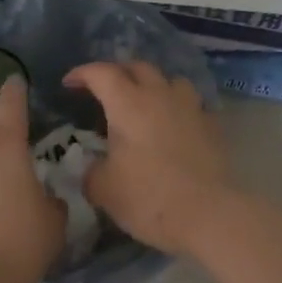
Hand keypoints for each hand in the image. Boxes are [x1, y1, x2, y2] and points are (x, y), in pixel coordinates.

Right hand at [62, 61, 231, 256]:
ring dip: (153, 85)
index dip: (82, 73)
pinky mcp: (212, 126)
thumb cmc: (149, 198)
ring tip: (144, 102)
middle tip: (104, 89)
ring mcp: (190, 108)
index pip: (101, 73)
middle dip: (117, 72)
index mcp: (128, 104)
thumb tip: (94, 168)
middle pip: (138, 67)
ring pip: (170, 80)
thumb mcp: (104, 190)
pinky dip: (176, 108)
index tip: (69, 83)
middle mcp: (160, 96)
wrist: (208, 215)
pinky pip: (190, 104)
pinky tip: (172, 126)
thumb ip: (92, 172)